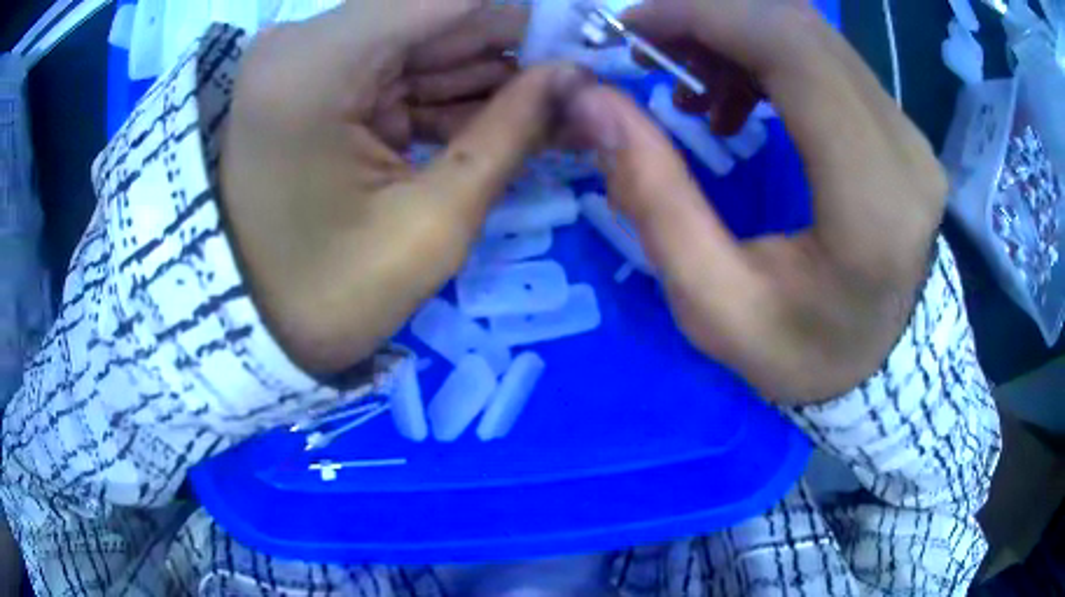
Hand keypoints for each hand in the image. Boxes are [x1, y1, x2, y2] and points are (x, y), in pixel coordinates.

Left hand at [220, 0, 578, 373]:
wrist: (253, 325)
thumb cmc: (329, 294)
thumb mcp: (432, 224)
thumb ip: (511, 132)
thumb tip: (576, 74)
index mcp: (315, 65)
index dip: (526, 13)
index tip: (583, 41)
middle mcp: (303, 41)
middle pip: (437, 14)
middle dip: (512, 50)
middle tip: (572, 93)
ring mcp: (304, 58)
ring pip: (424, 41)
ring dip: (488, 76)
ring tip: (544, 119)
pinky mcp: (313, 81)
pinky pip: (399, 68)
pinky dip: (448, 94)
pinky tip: (496, 124)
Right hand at [563, 0, 947, 401]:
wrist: (880, 363)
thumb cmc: (804, 353)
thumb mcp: (715, 306)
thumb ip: (656, 200)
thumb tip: (593, 103)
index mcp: (871, 199)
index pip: (793, 50)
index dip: (705, 15)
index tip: (632, 28)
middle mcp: (904, 149)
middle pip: (801, 26)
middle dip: (709, 16)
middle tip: (647, 49)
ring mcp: (909, 133)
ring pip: (812, 34)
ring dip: (734, 34)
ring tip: (688, 82)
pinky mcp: (900, 128)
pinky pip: (825, 58)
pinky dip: (765, 55)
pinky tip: (736, 97)